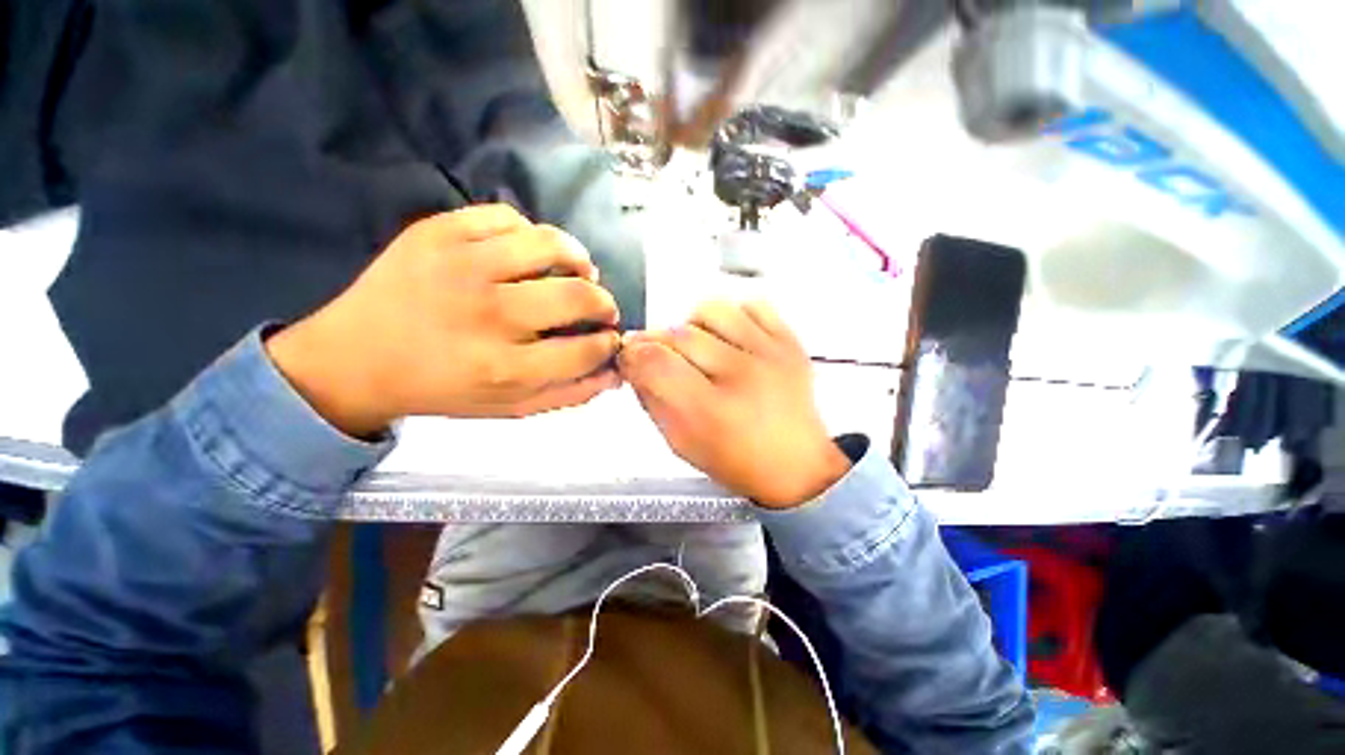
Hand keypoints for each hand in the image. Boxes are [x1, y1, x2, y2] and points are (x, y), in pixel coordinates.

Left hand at [266, 205, 621, 435]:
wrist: (354, 359)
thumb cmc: (441, 388)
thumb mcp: (509, 408)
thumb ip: (567, 394)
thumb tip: (615, 373)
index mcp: (505, 367)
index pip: (586, 349)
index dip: (608, 343)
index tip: (609, 338)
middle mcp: (488, 314)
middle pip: (577, 295)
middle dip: (604, 303)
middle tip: (601, 307)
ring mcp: (461, 265)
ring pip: (550, 244)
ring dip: (578, 258)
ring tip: (579, 270)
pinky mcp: (437, 231)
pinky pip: (507, 216)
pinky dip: (531, 233)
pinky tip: (530, 252)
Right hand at [619, 301, 850, 507]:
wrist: (798, 465)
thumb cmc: (735, 461)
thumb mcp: (681, 444)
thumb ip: (652, 401)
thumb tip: (634, 362)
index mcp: (710, 411)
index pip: (655, 362)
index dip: (633, 354)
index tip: (630, 357)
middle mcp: (742, 375)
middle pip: (679, 334)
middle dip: (658, 342)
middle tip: (661, 356)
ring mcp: (770, 353)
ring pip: (712, 310)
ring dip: (694, 325)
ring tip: (699, 346)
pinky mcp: (790, 342)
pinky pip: (752, 305)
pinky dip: (733, 317)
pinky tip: (731, 340)